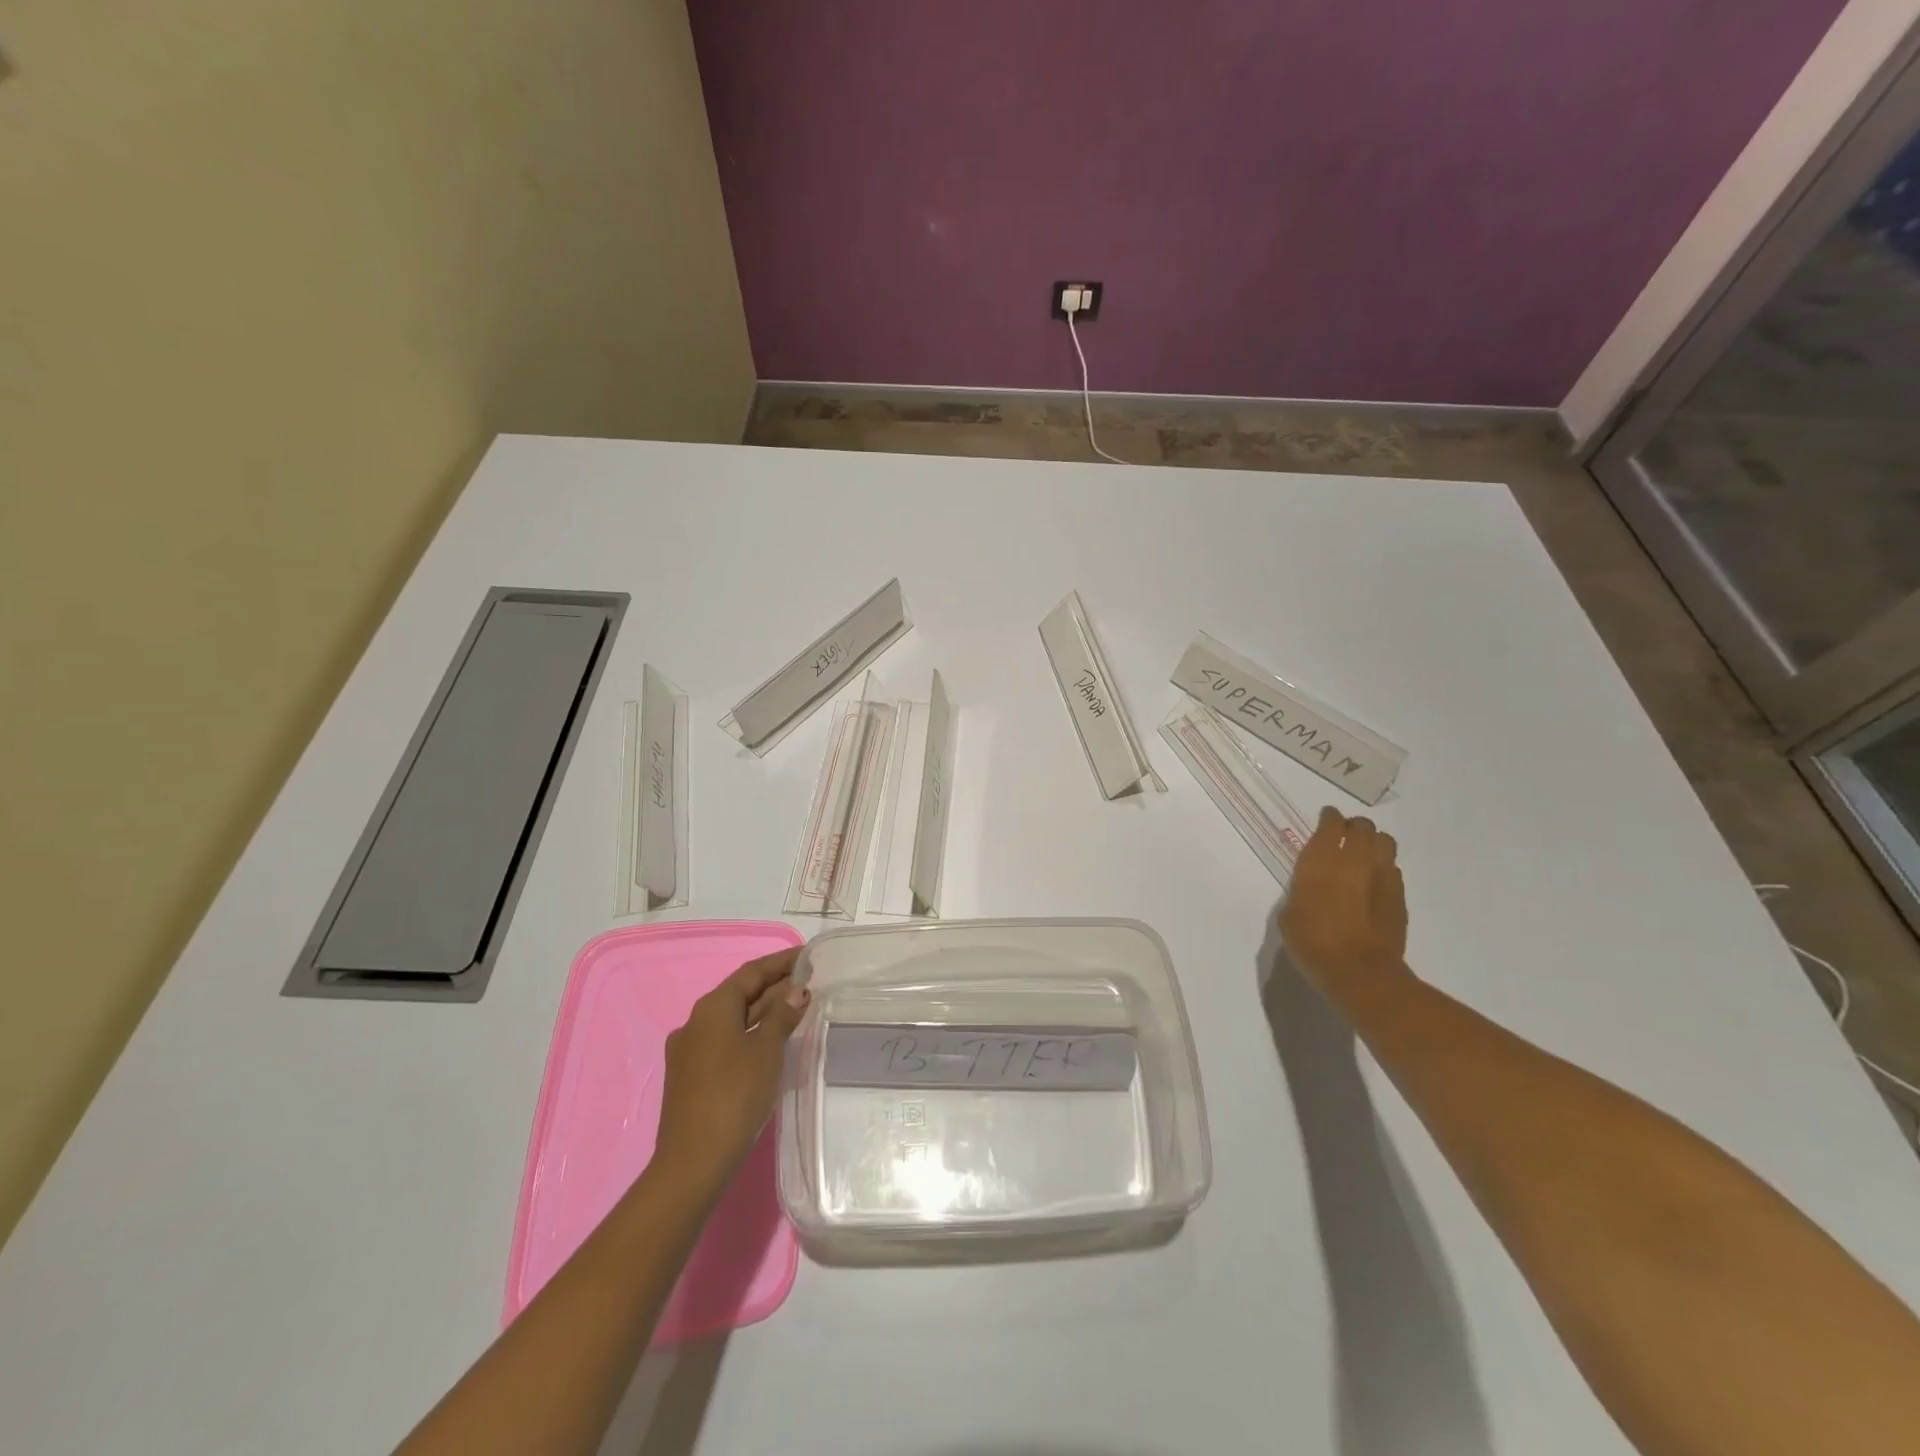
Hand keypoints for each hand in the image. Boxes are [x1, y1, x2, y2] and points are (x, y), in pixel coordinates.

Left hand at [653, 949, 808, 1189]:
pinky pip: (726, 1041)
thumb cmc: (734, 1095)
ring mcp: (690, 1051)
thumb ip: (782, 1015)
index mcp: (712, 1007)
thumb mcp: (767, 1050)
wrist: (693, 1162)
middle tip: (809, 982)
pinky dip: (751, 1034)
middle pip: (741, 994)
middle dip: (774, 987)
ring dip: (764, 1011)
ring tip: (797, 1008)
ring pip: (733, 1020)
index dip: (781, 962)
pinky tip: (771, 1043)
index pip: (751, 972)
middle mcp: (695, 1022)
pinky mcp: (690, 1076)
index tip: (807, 956)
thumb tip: (796, 990)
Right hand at [1279, 808, 1411, 1003]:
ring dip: (1373, 842)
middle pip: (1362, 826)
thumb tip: (1311, 886)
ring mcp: (1382, 876)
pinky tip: (1375, 882)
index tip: (1326, 819)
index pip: (1330, 823)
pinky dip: (1383, 867)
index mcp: (1321, 861)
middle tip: (1344, 836)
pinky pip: (1393, 868)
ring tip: (1364, 854)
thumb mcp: (1290, 915)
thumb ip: (1301, 890)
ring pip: (1384, 841)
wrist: (1360, 973)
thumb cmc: (1313, 943)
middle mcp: (1354, 860)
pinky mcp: (1399, 896)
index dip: (1329, 818)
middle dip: (1353, 826)